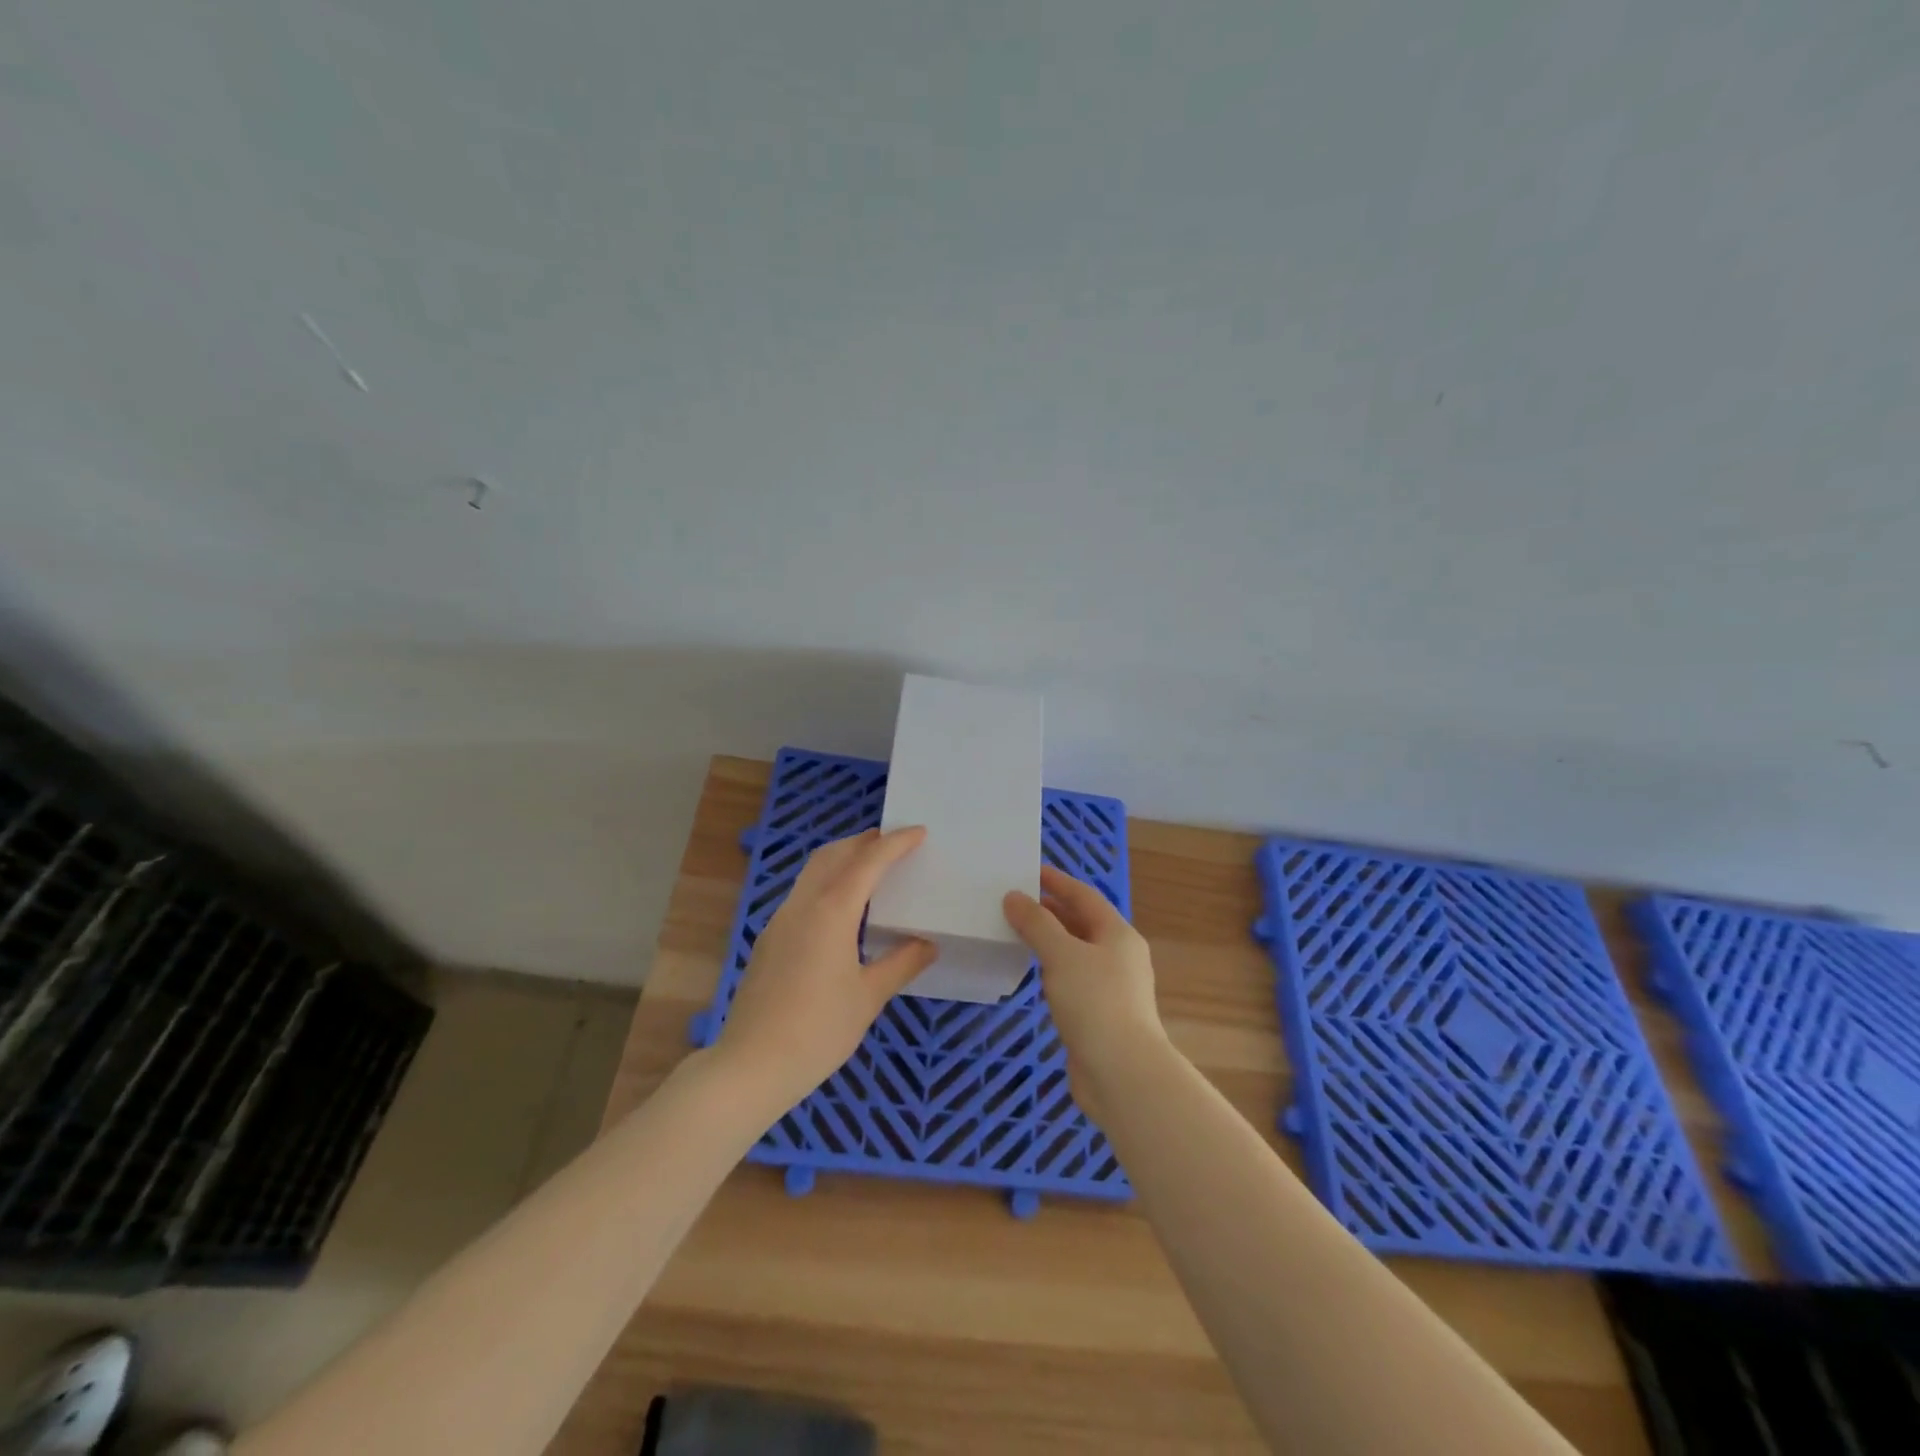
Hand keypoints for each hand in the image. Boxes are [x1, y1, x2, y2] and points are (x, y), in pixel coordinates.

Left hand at [715, 827, 936, 1111]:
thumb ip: (901, 963)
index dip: (895, 843)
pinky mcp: (769, 940)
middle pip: (833, 855)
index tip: (919, 832)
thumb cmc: (818, 1031)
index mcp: (831, 912)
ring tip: (871, 867)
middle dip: (863, 841)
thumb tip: (928, 943)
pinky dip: (827, 882)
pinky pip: (802, 894)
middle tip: (893, 842)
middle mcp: (802, 906)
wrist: (751, 1065)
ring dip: (842, 858)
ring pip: (813, 872)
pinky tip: (841, 908)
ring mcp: (780, 921)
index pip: (868, 862)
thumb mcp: (868, 998)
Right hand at [1004, 865, 1166, 1120]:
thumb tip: (1014, 897)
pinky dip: (1053, 968)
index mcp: (1118, 934)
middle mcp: (1119, 956)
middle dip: (1051, 910)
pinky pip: (1073, 978)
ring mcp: (1112, 987)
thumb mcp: (1062, 955)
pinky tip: (1034, 972)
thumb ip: (1036, 923)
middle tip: (1015, 902)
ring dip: (1051, 940)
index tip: (1030, 871)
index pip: (1084, 896)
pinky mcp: (1101, 1014)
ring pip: (1077, 952)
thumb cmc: (1095, 1003)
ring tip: (1018, 932)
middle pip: (1082, 922)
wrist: (1122, 1073)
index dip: (1057, 881)